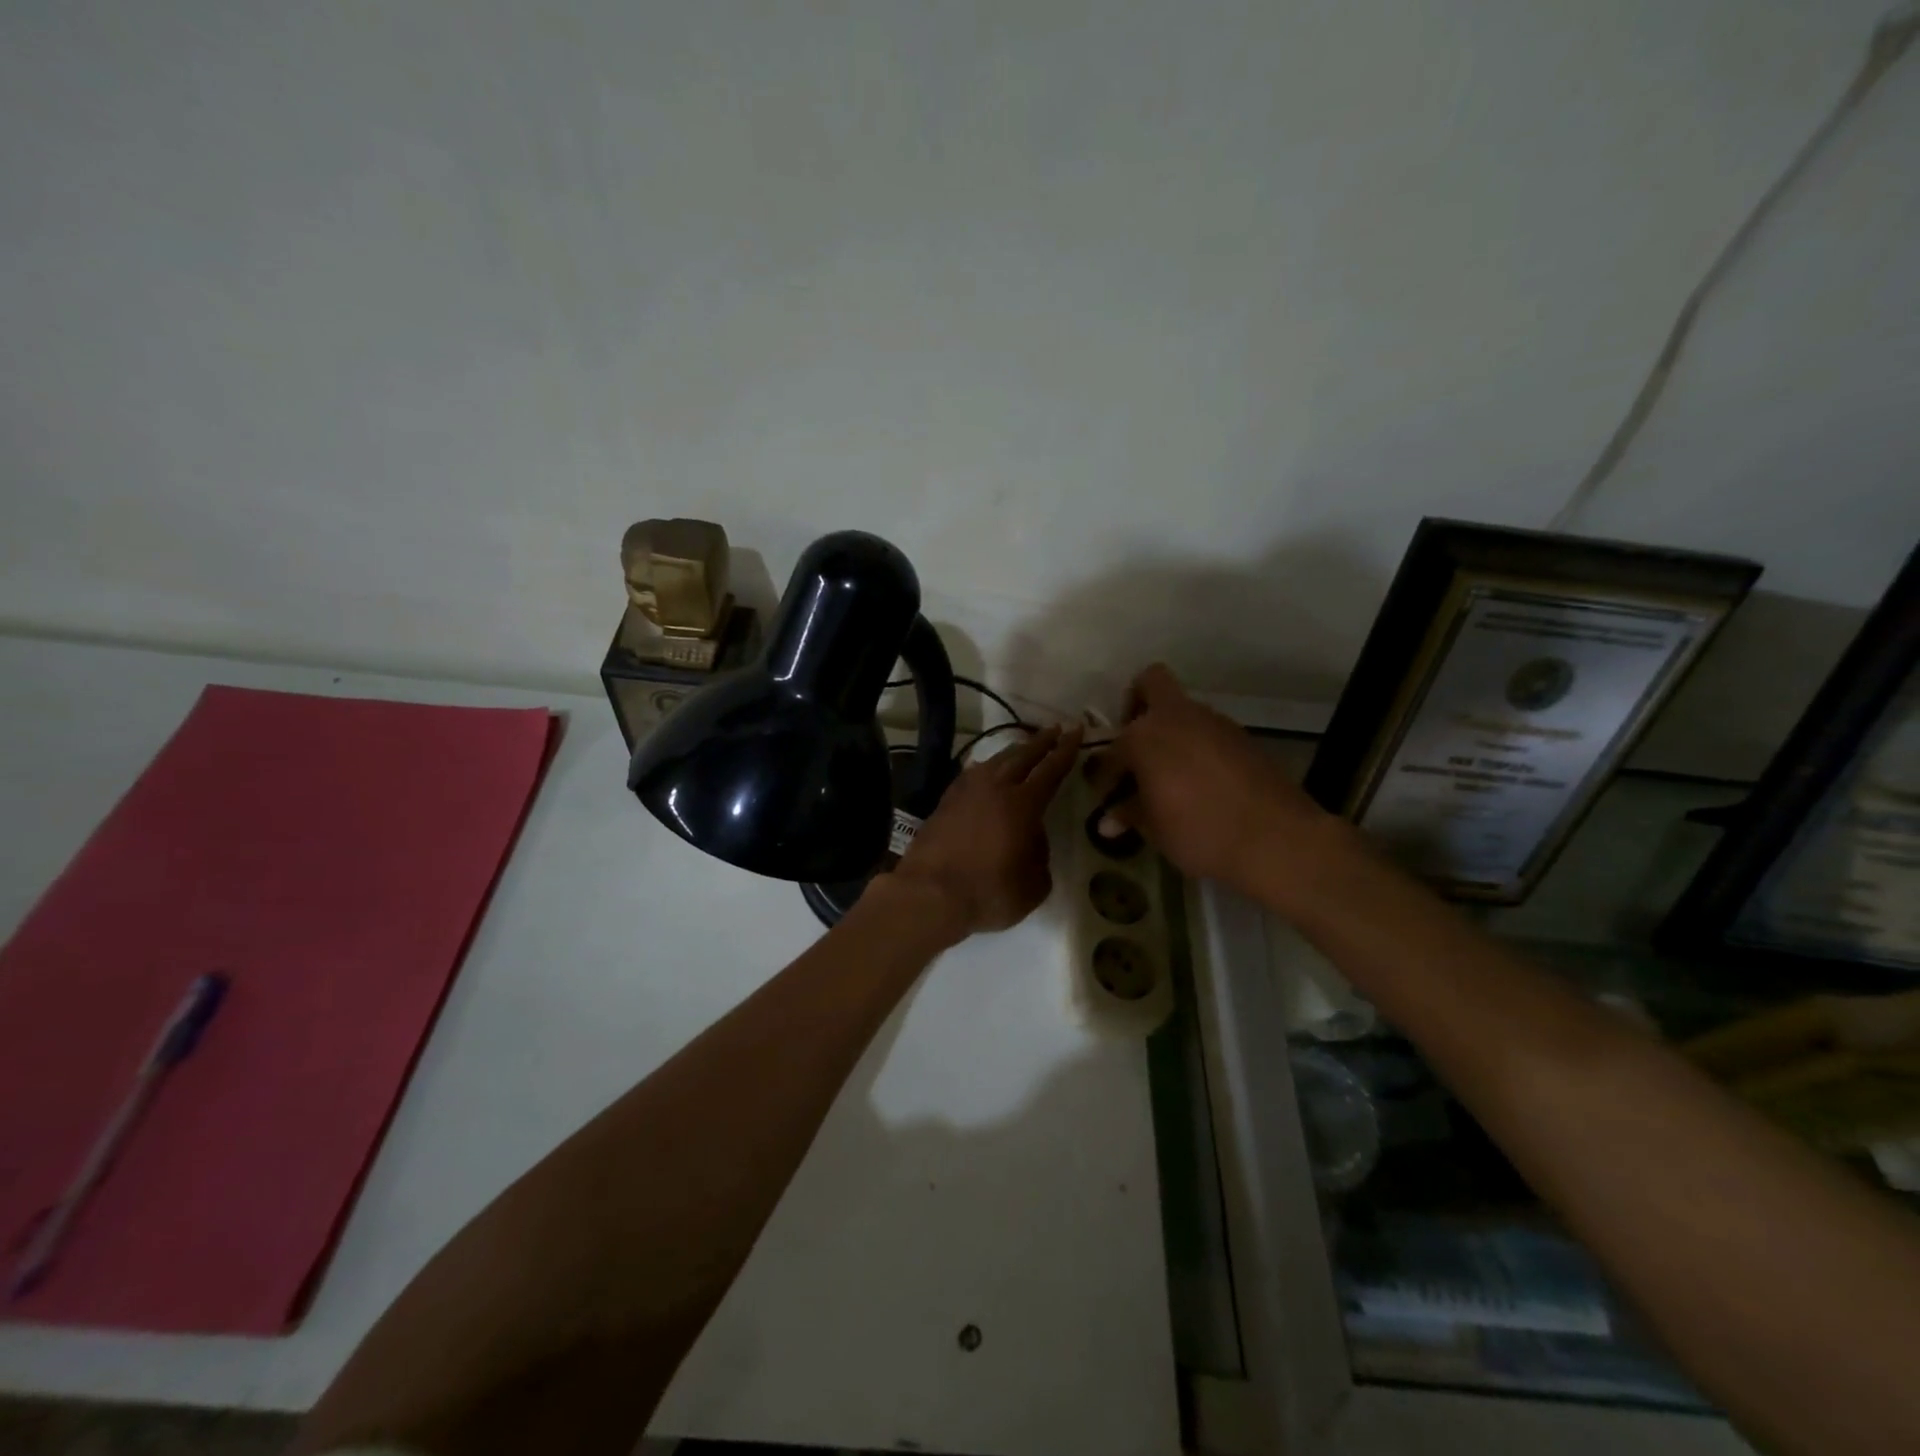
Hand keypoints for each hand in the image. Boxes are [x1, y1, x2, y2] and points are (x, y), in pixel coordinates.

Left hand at [890, 724, 1082, 938]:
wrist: (929, 894)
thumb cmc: (988, 893)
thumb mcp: (1033, 884)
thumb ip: (1040, 855)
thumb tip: (1032, 838)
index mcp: (1023, 804)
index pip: (1051, 769)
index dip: (1066, 749)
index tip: (1076, 730)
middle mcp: (995, 788)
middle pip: (1022, 756)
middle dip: (1041, 741)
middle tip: (1055, 729)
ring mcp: (966, 792)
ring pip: (995, 761)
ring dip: (1013, 751)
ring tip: (1024, 746)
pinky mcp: (945, 802)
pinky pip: (971, 774)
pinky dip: (985, 767)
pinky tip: (984, 767)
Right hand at [1090, 664, 1336, 904]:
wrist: (1276, 839)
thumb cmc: (1199, 832)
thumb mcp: (1154, 829)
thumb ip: (1129, 815)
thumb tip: (1108, 821)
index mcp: (1144, 735)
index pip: (1112, 749)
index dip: (1105, 774)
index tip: (1107, 795)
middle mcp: (1177, 717)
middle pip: (1150, 684)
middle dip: (1136, 706)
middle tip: (1134, 747)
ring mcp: (1214, 723)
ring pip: (1182, 711)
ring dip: (1169, 732)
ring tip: (1167, 775)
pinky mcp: (1243, 738)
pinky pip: (1207, 732)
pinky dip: (1196, 748)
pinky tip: (1198, 782)